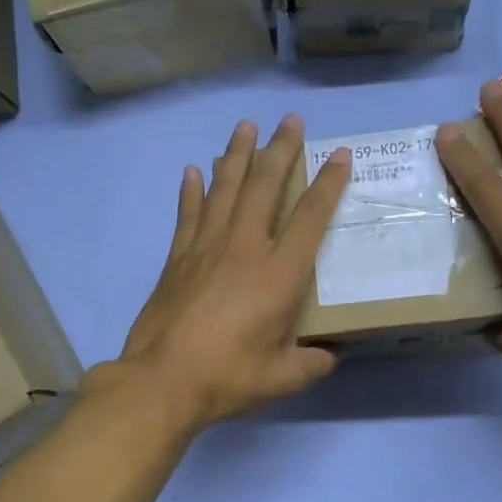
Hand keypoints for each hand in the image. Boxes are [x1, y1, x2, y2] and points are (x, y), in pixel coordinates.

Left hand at [117, 115, 350, 429]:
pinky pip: (188, 214)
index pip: (310, 217)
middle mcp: (245, 248)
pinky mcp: (177, 258)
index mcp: (279, 274)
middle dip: (280, 150)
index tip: (339, 155)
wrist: (162, 380)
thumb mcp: (283, 377)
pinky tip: (193, 170)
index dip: (328, 184)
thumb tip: (329, 357)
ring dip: (236, 155)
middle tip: (291, 120)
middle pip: (265, 187)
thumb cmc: (228, 377)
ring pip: (225, 189)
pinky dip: (191, 190)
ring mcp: (206, 248)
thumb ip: (312, 363)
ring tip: (245, 127)